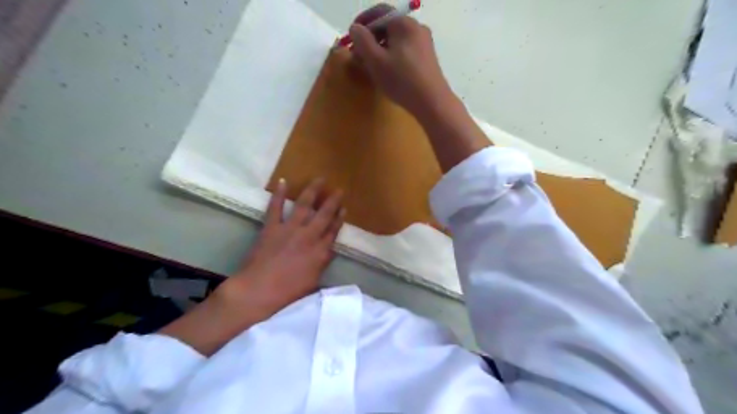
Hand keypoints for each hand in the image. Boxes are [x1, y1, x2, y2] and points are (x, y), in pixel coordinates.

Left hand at [219, 180, 345, 318]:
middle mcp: (308, 236)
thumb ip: (322, 263)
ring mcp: (290, 229)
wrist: (259, 291)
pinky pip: (276, 207)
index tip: (344, 208)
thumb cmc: (288, 292)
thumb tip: (328, 252)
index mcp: (320, 252)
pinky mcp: (272, 227)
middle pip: (324, 215)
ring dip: (312, 191)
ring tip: (319, 179)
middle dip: (332, 201)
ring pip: (304, 206)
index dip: (339, 219)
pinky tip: (283, 182)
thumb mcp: (313, 281)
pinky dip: (279, 194)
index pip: (333, 231)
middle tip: (339, 189)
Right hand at [348, 4, 452, 117]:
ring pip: (396, 40)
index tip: (351, 38)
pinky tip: (387, 71)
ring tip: (370, 66)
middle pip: (388, 26)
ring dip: (380, 49)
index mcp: (404, 23)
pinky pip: (404, 50)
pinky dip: (392, 56)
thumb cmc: (401, 80)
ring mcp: (424, 43)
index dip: (362, 22)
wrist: (432, 102)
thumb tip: (355, 29)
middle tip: (358, 55)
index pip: (379, 13)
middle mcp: (416, 28)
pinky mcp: (427, 58)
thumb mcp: (376, 61)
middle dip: (370, 39)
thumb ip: (362, 41)